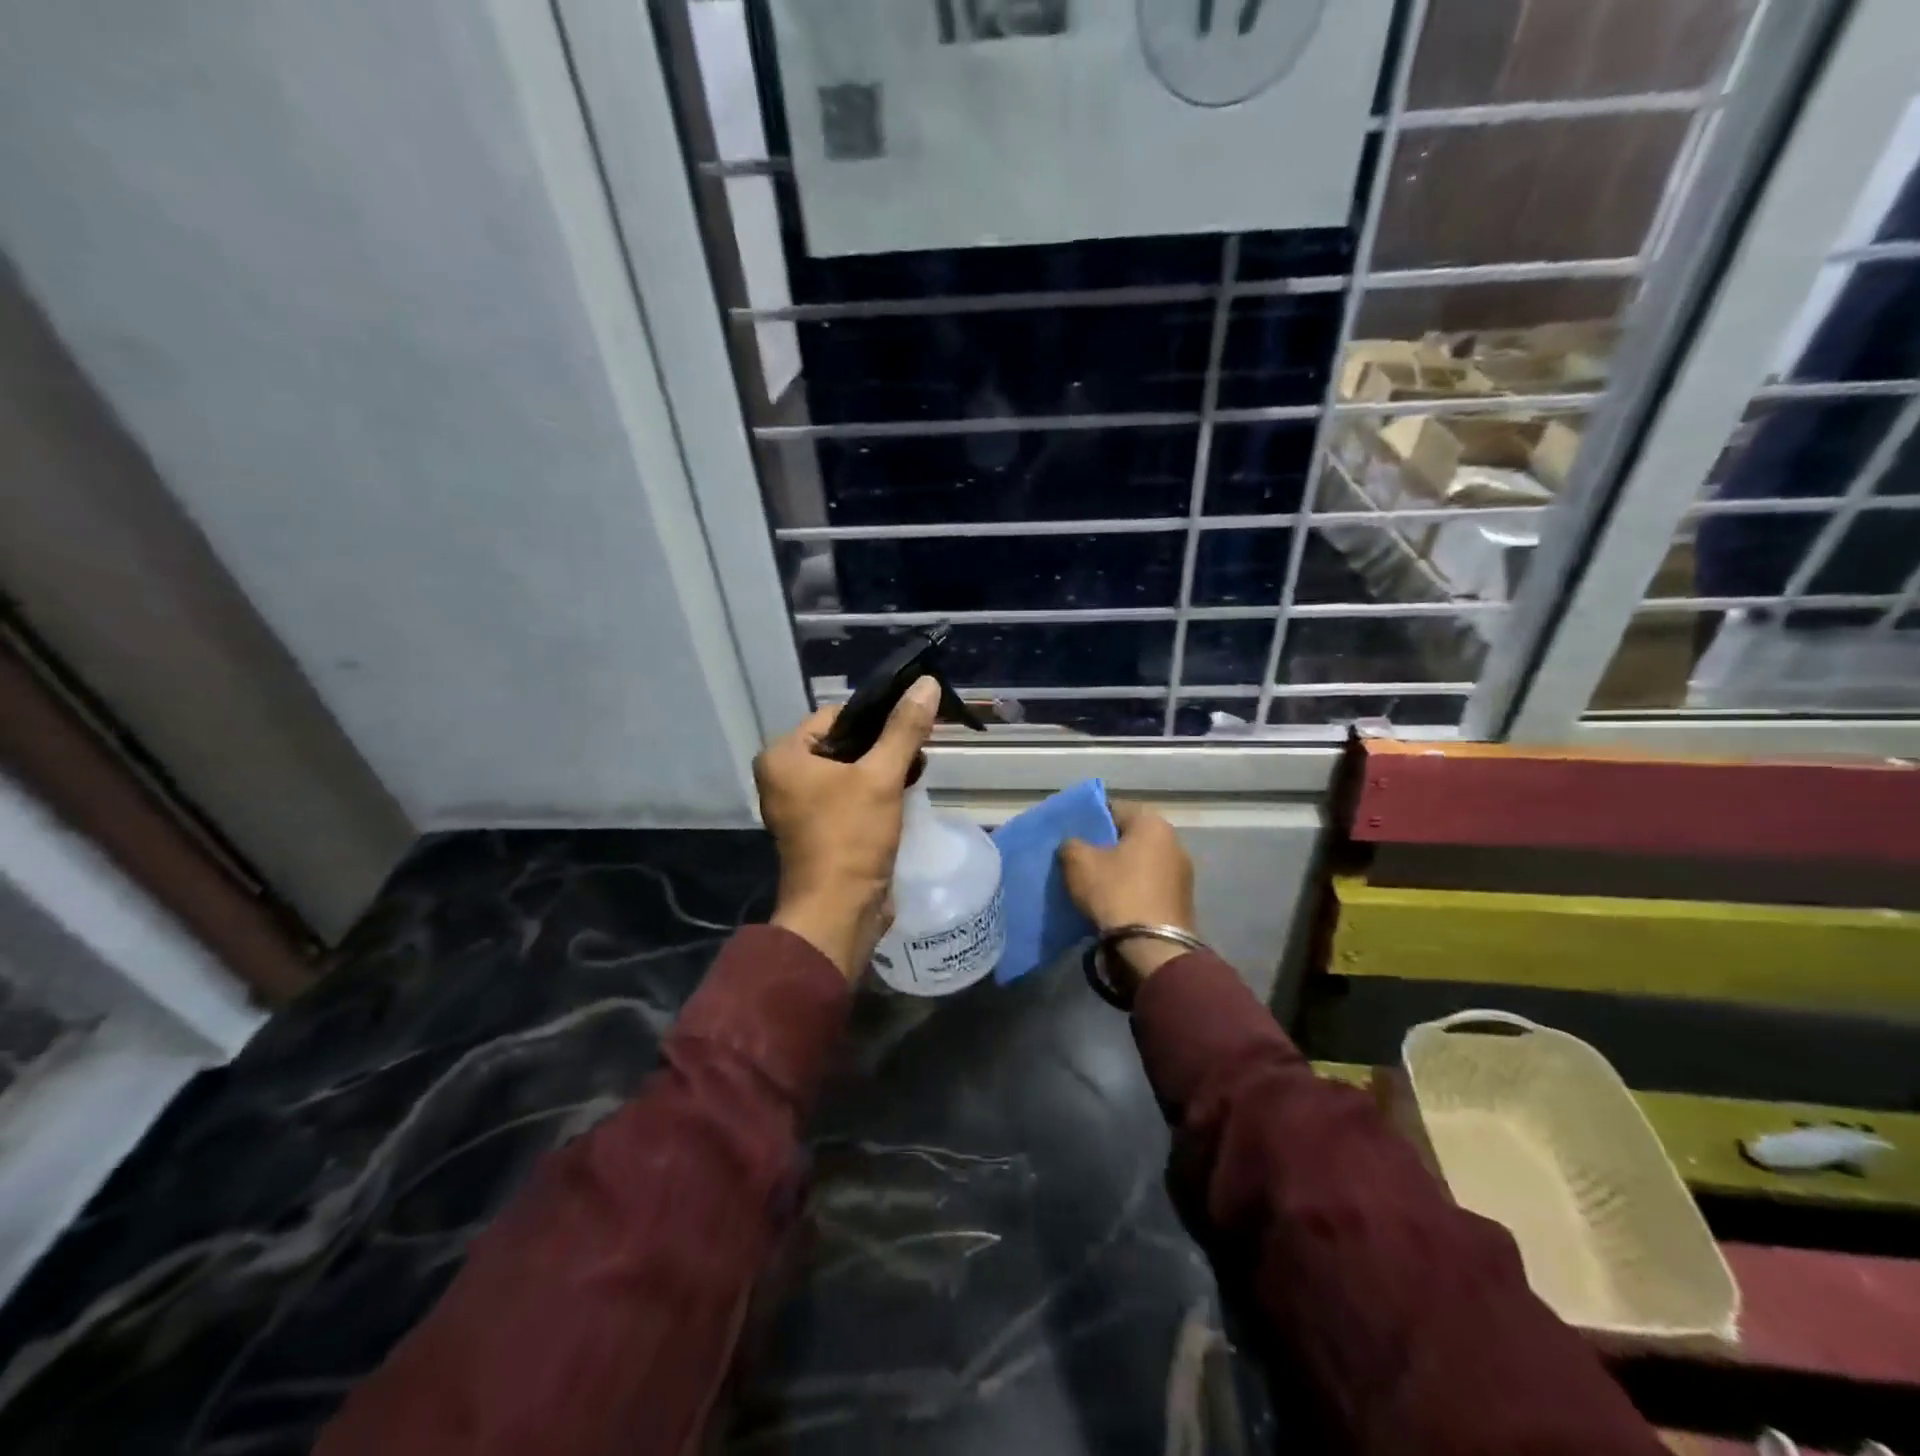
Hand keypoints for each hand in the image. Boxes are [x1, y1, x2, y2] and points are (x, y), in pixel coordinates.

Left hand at [757, 678, 940, 979]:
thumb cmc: (851, 838)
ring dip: (881, 769)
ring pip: (848, 771)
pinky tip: (903, 794)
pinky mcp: (818, 829)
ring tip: (916, 771)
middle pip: (842, 743)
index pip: (835, 716)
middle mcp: (783, 777)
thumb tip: (926, 683)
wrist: (839, 913)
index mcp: (783, 757)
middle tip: (919, 750)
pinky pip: (847, 796)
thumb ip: (904, 729)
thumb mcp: (882, 777)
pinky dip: (873, 792)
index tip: (911, 725)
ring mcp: (799, 806)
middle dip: (882, 746)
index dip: (875, 718)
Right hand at [1059, 802, 1197, 982]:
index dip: (1090, 820)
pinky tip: (1114, 904)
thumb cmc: (1115, 892)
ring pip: (1140, 863)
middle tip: (1080, 860)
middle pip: (1130, 837)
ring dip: (1120, 871)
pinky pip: (1148, 886)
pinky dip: (1132, 891)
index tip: (1072, 835)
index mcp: (1152, 824)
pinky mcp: (1181, 902)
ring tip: (1094, 885)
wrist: (1151, 948)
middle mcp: (1174, 842)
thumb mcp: (1078, 862)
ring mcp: (1182, 874)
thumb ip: (1071, 844)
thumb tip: (1075, 846)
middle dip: (1106, 847)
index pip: (1114, 809)